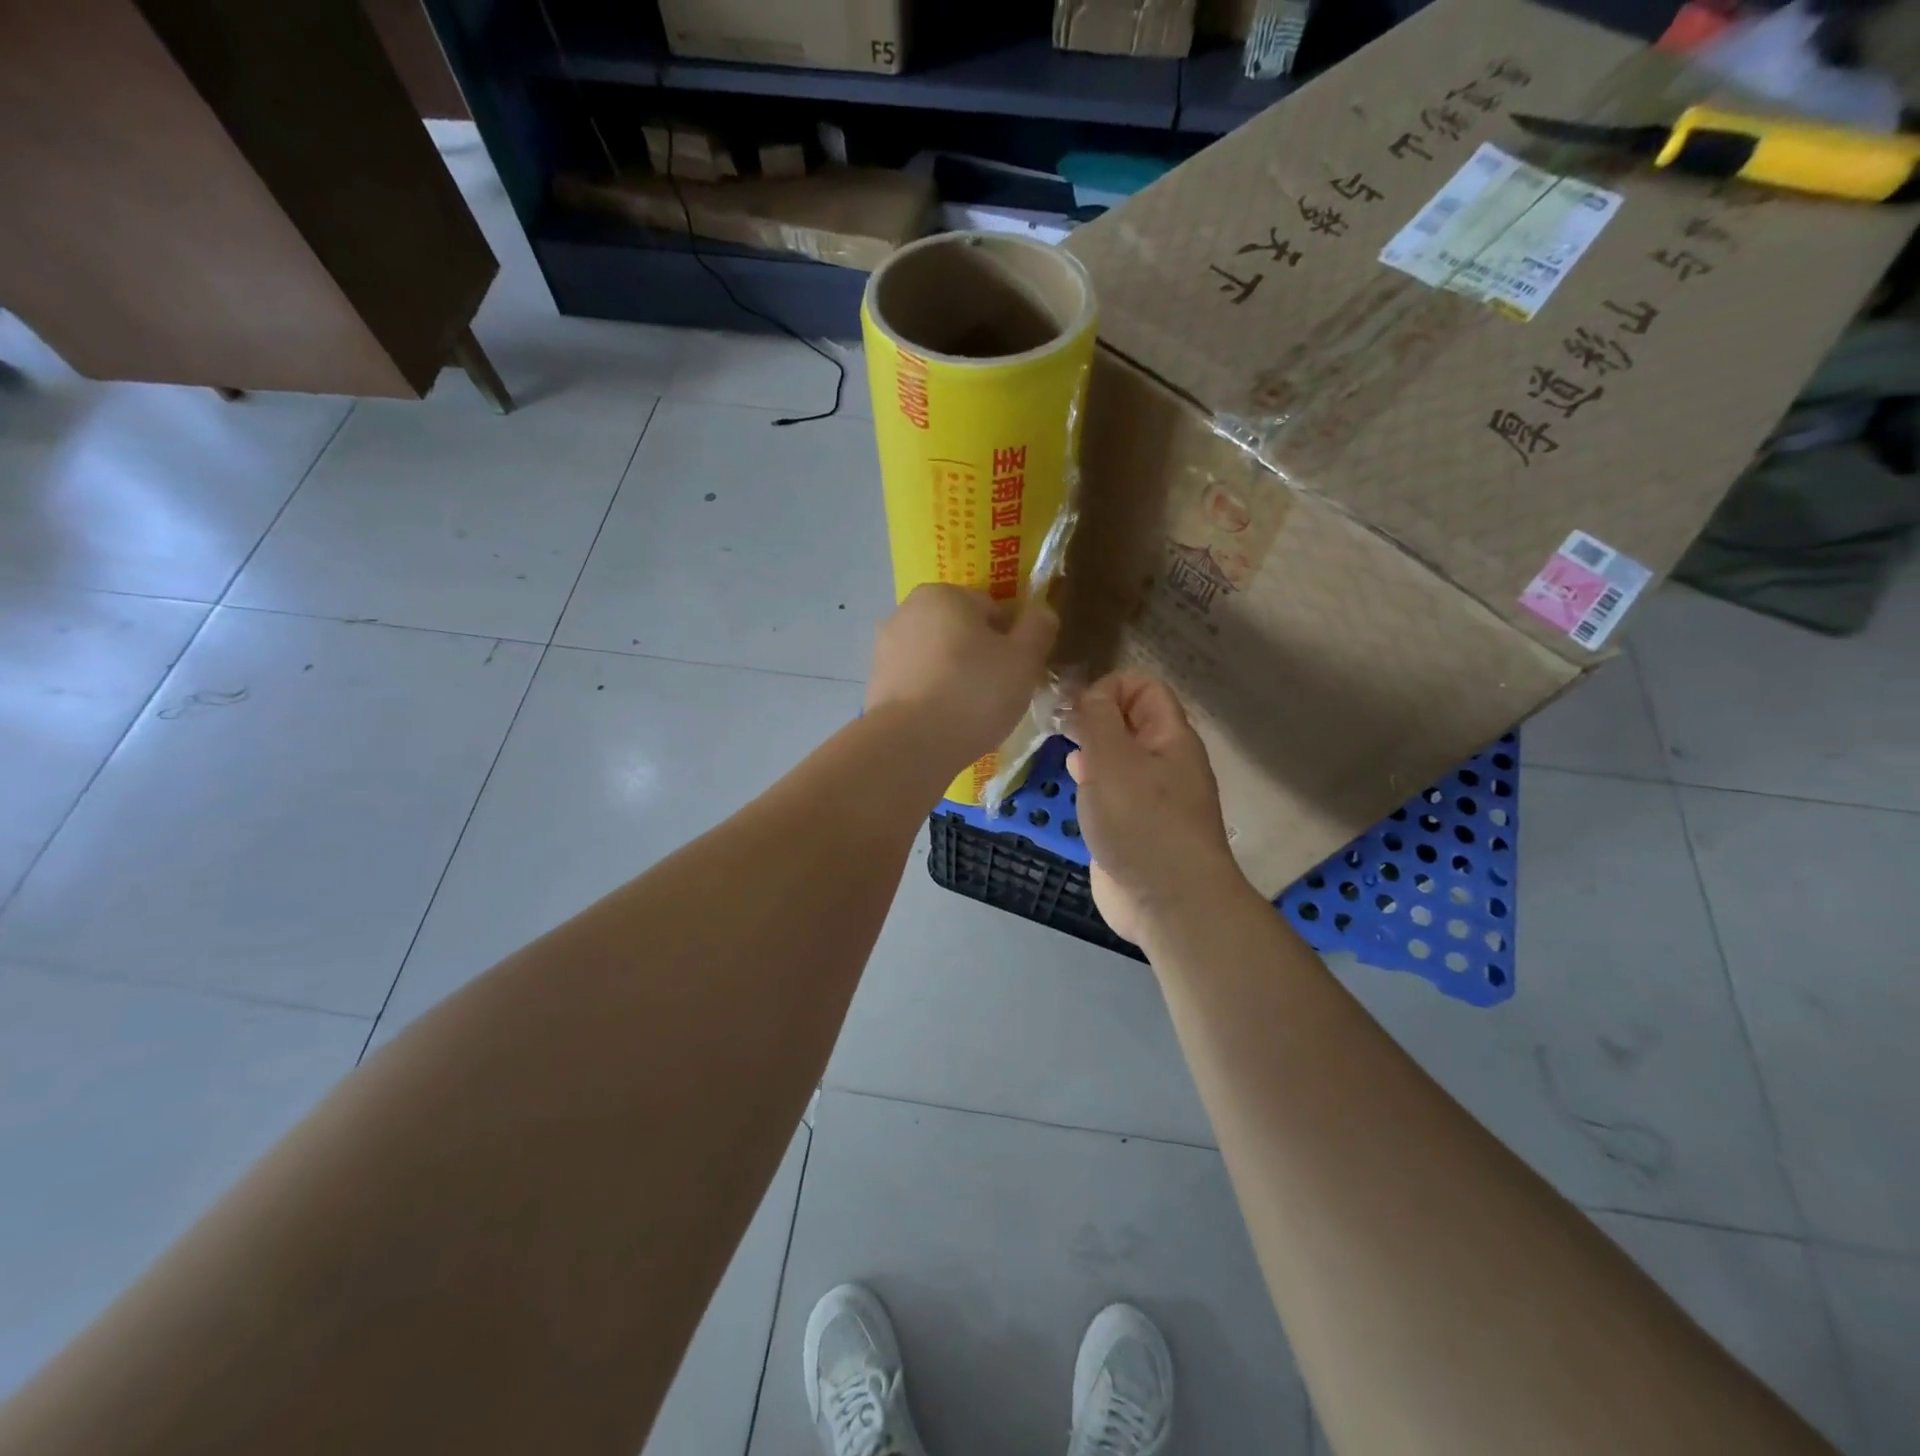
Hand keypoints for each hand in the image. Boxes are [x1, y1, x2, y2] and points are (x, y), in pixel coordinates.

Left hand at [867, 584, 1057, 771]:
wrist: (909, 745)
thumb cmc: (974, 693)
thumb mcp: (1024, 659)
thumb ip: (1039, 627)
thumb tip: (1041, 610)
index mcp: (944, 593)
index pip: (993, 610)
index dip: (1012, 642)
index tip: (1018, 673)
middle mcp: (907, 610)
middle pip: (962, 632)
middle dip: (982, 658)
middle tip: (998, 695)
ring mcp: (885, 647)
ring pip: (939, 659)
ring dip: (957, 678)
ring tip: (971, 714)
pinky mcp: (876, 682)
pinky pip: (919, 684)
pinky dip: (933, 697)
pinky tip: (945, 723)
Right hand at [1065, 673, 1246, 944]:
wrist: (1169, 903)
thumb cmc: (1141, 822)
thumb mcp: (1112, 759)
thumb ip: (1096, 719)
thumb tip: (1088, 695)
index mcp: (1170, 737)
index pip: (1144, 687)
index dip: (1109, 688)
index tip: (1077, 710)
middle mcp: (1164, 761)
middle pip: (1129, 720)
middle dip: (1093, 718)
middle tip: (1060, 730)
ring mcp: (1151, 796)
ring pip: (1118, 756)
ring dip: (1090, 751)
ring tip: (1064, 754)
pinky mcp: (1135, 826)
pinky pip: (1112, 791)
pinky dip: (1092, 783)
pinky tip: (1076, 789)